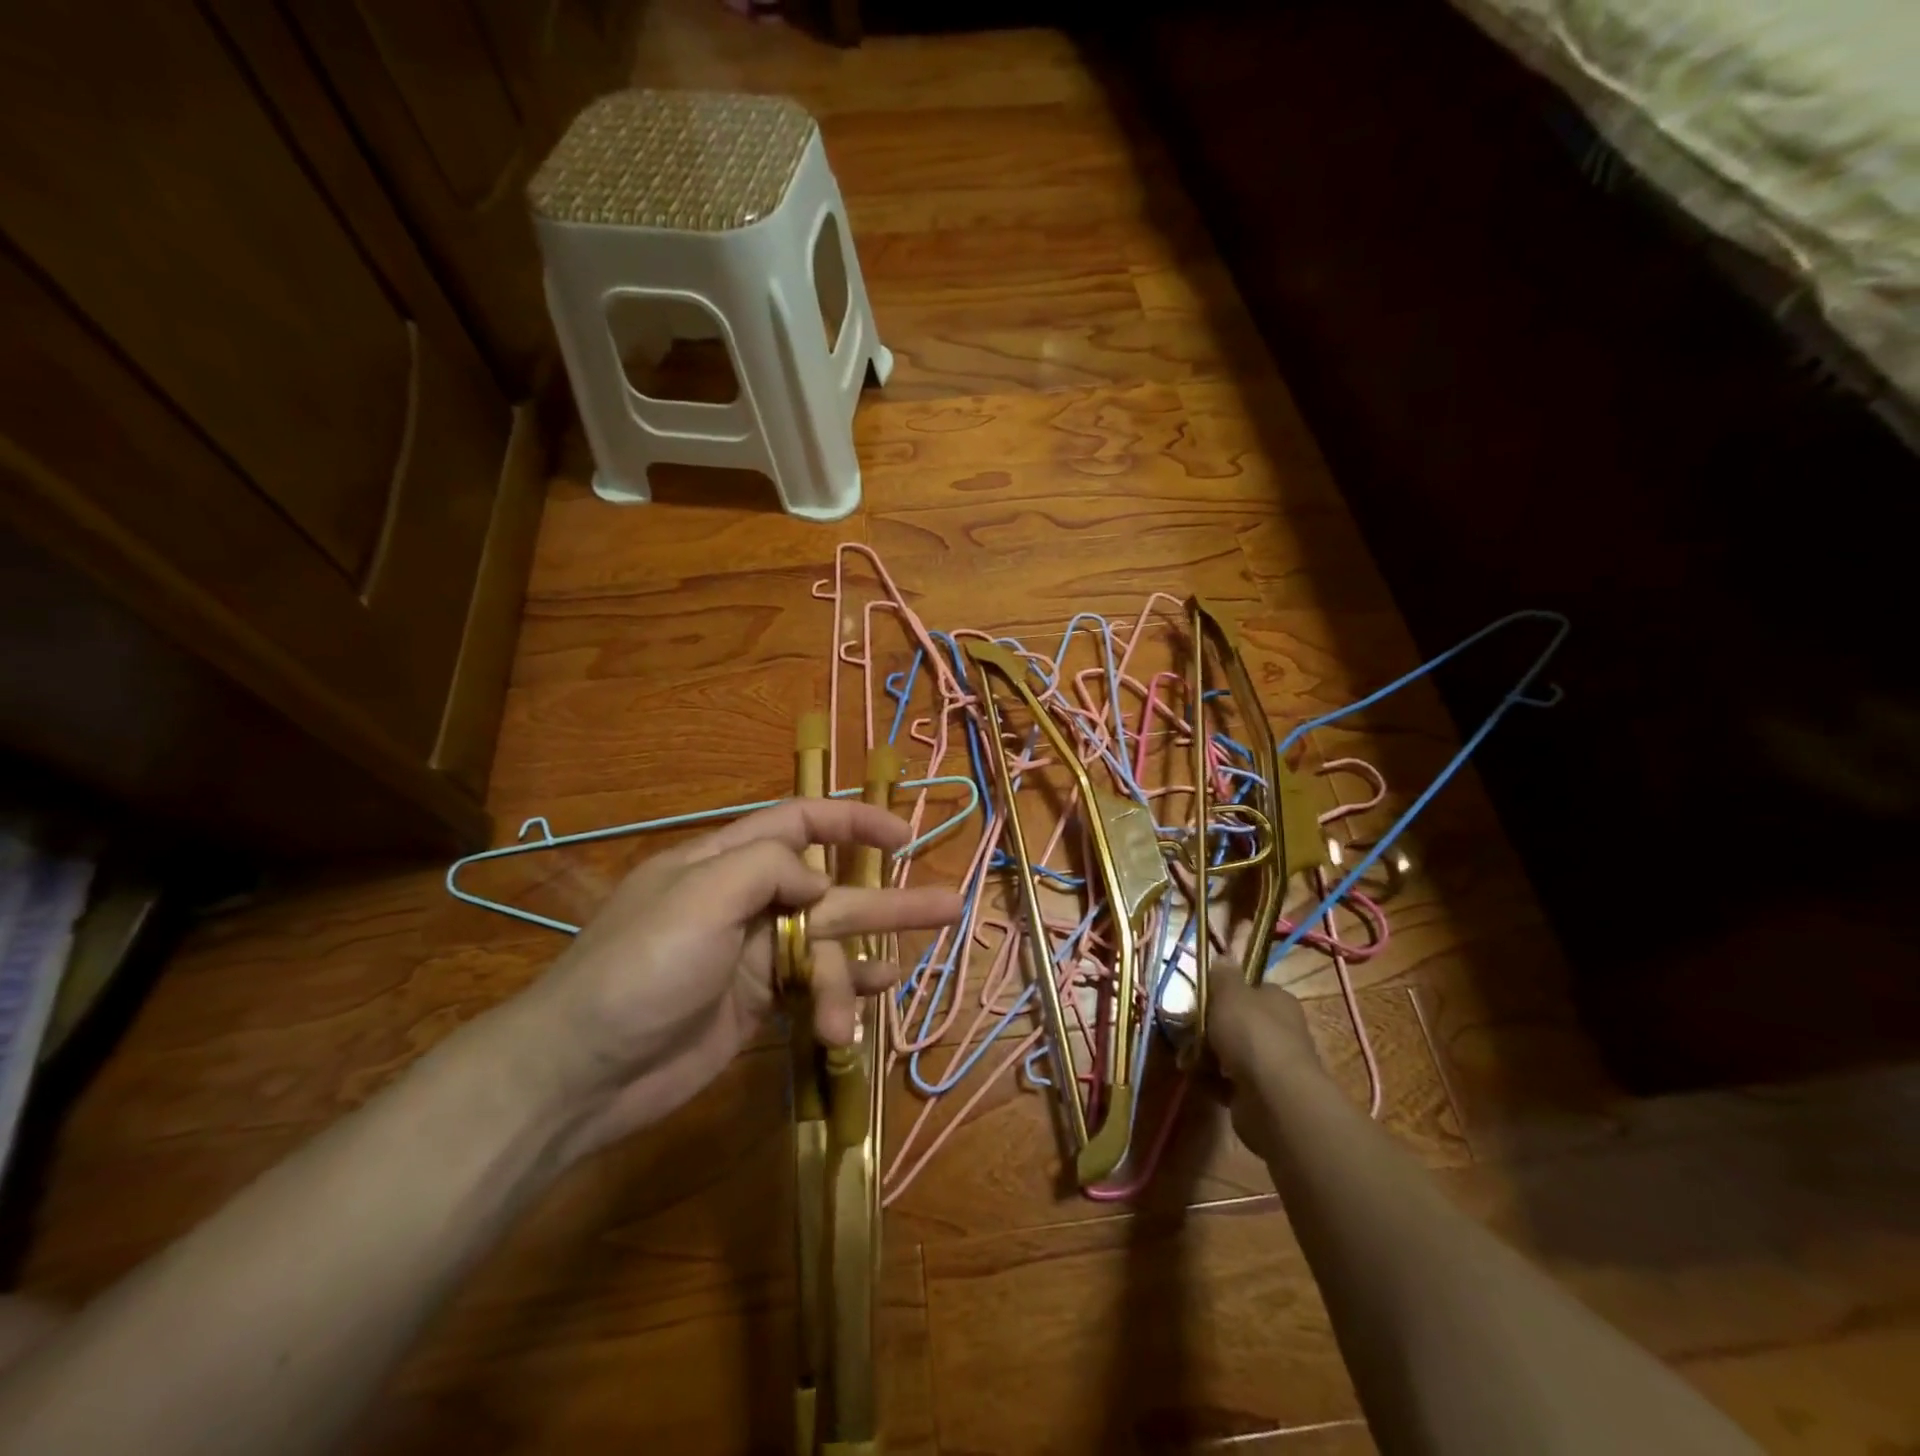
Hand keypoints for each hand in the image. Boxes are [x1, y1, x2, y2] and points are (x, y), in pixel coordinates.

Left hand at [499, 799, 961, 1160]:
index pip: (800, 823)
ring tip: (896, 982)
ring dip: (859, 967)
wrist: (582, 1074)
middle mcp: (745, 901)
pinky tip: (867, 1006)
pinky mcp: (758, 1004)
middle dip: (887, 898)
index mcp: (725, 862)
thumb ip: (768, 869)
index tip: (902, 837)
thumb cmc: (639, 970)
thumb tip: (822, 881)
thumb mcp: (699, 897)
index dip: (852, 823)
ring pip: (827, 947)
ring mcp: (754, 956)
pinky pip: (814, 989)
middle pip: (831, 889)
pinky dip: (841, 996)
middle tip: (948, 905)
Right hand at [1206, 906, 1325, 1159]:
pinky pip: (1227, 1080)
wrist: (1274, 1098)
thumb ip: (1223, 975)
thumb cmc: (1251, 1034)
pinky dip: (1212, 1080)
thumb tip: (1225, 956)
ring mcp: (1270, 1063)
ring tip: (1187, 1058)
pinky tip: (1199, 1078)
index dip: (1222, 992)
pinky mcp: (1259, 1094)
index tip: (1199, 998)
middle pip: (1235, 1021)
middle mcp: (1278, 1029)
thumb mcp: (1230, 993)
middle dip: (1207, 1027)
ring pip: (1228, 1052)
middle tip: (1185, 1031)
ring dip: (1205, 1054)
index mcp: (1277, 1000)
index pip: (1249, 989)